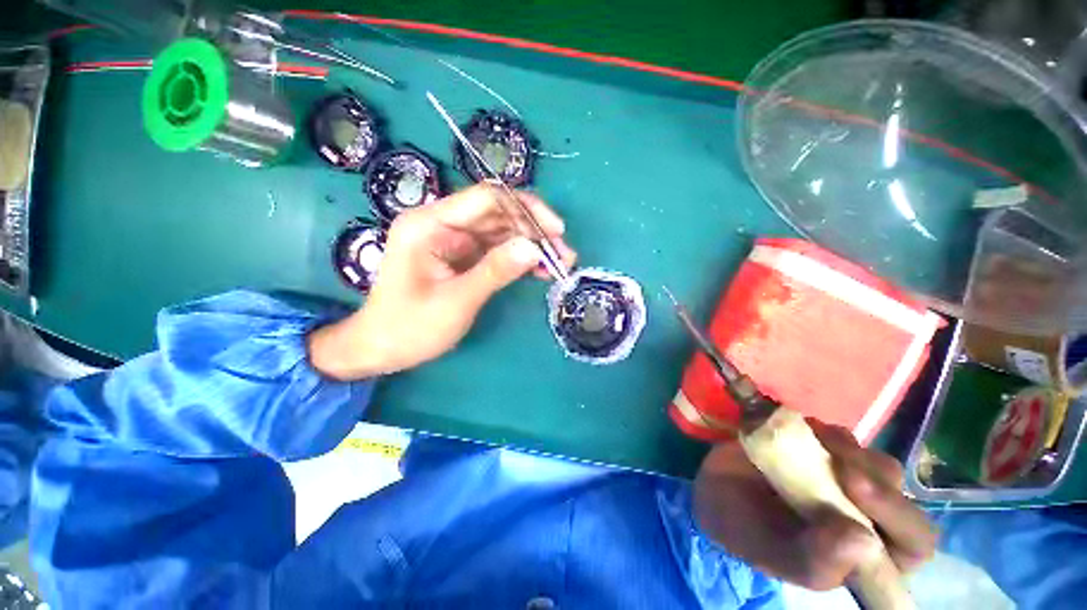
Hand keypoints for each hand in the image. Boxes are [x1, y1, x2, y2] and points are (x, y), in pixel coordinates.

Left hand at [309, 184, 575, 379]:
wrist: (382, 348)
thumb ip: (495, 271)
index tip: (556, 231)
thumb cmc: (410, 327)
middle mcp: (443, 224)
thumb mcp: (455, 301)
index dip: (526, 209)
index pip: (487, 198)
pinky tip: (540, 270)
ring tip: (559, 264)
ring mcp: (454, 240)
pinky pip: (497, 250)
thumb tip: (534, 249)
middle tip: (564, 254)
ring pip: (502, 232)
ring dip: (532, 246)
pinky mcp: (462, 256)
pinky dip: (520, 259)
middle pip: (499, 214)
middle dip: (535, 231)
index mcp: (430, 224)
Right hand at [694, 420, 935, 589]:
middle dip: (872, 475)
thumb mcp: (773, 555)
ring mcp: (844, 480)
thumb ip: (815, 561)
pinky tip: (798, 429)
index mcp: (864, 555)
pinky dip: (822, 430)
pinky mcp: (821, 452)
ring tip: (809, 442)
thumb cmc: (744, 531)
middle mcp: (865, 516)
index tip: (851, 484)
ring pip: (871, 459)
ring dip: (847, 448)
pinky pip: (839, 437)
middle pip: (897, 490)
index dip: (897, 513)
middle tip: (836, 461)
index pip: (914, 542)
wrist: (713, 489)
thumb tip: (864, 542)